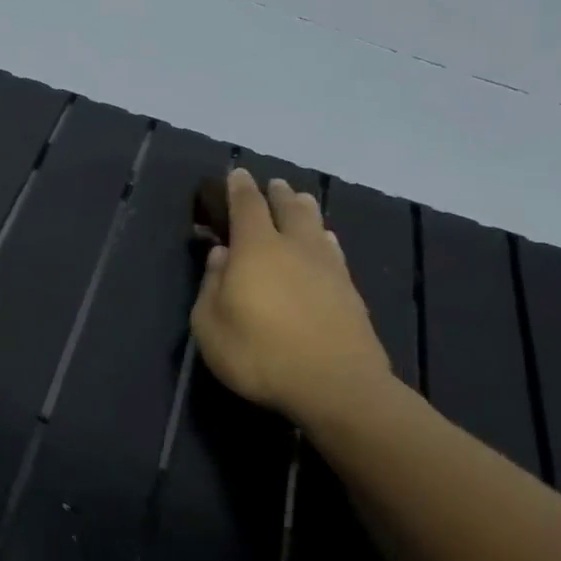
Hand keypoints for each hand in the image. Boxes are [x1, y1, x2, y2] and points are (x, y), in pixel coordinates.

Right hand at [191, 169, 398, 431]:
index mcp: (256, 249)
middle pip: (288, 208)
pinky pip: (334, 252)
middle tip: (273, 185)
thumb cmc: (259, 354)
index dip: (239, 188)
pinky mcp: (350, 292)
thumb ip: (211, 286)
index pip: (247, 206)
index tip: (237, 174)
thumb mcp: (210, 325)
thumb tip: (221, 256)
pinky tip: (326, 244)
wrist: (335, 386)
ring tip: (300, 202)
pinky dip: (325, 240)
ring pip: (317, 226)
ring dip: (305, 210)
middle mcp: (294, 248)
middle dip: (278, 194)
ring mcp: (328, 268)